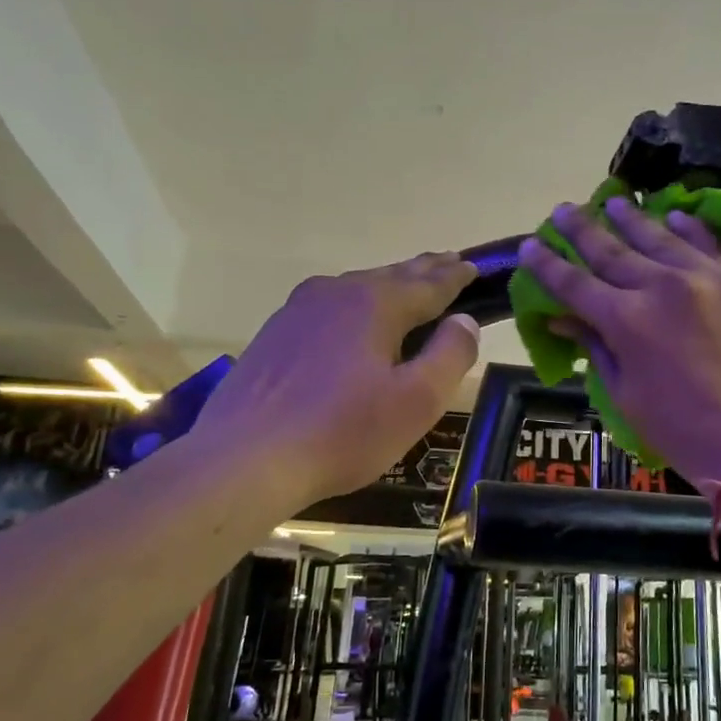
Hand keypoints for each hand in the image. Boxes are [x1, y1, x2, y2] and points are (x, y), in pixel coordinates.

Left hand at [190, 253, 480, 506]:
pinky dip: (356, 306)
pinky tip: (353, 321)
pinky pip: (330, 308)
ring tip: (409, 287)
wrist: (244, 458)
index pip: (429, 284)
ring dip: (389, 285)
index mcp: (375, 304)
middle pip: (392, 276)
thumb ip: (450, 355)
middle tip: (450, 262)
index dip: (456, 277)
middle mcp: (336, 293)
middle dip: (424, 271)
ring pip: (357, 289)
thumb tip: (464, 321)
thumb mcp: (416, 401)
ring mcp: (299, 311)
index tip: (476, 267)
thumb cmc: (342, 432)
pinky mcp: (275, 334)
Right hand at [519, 195, 720, 484]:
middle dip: (582, 229)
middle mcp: (661, 286)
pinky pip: (709, 243)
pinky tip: (673, 214)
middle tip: (564, 209)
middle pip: (612, 250)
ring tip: (614, 200)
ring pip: (659, 237)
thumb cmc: (682, 429)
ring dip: (631, 218)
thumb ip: (596, 347)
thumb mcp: (625, 394)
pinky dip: (688, 227)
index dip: (547, 264)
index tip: (530, 244)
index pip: (574, 283)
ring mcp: (706, 277)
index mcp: (626, 320)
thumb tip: (562, 320)